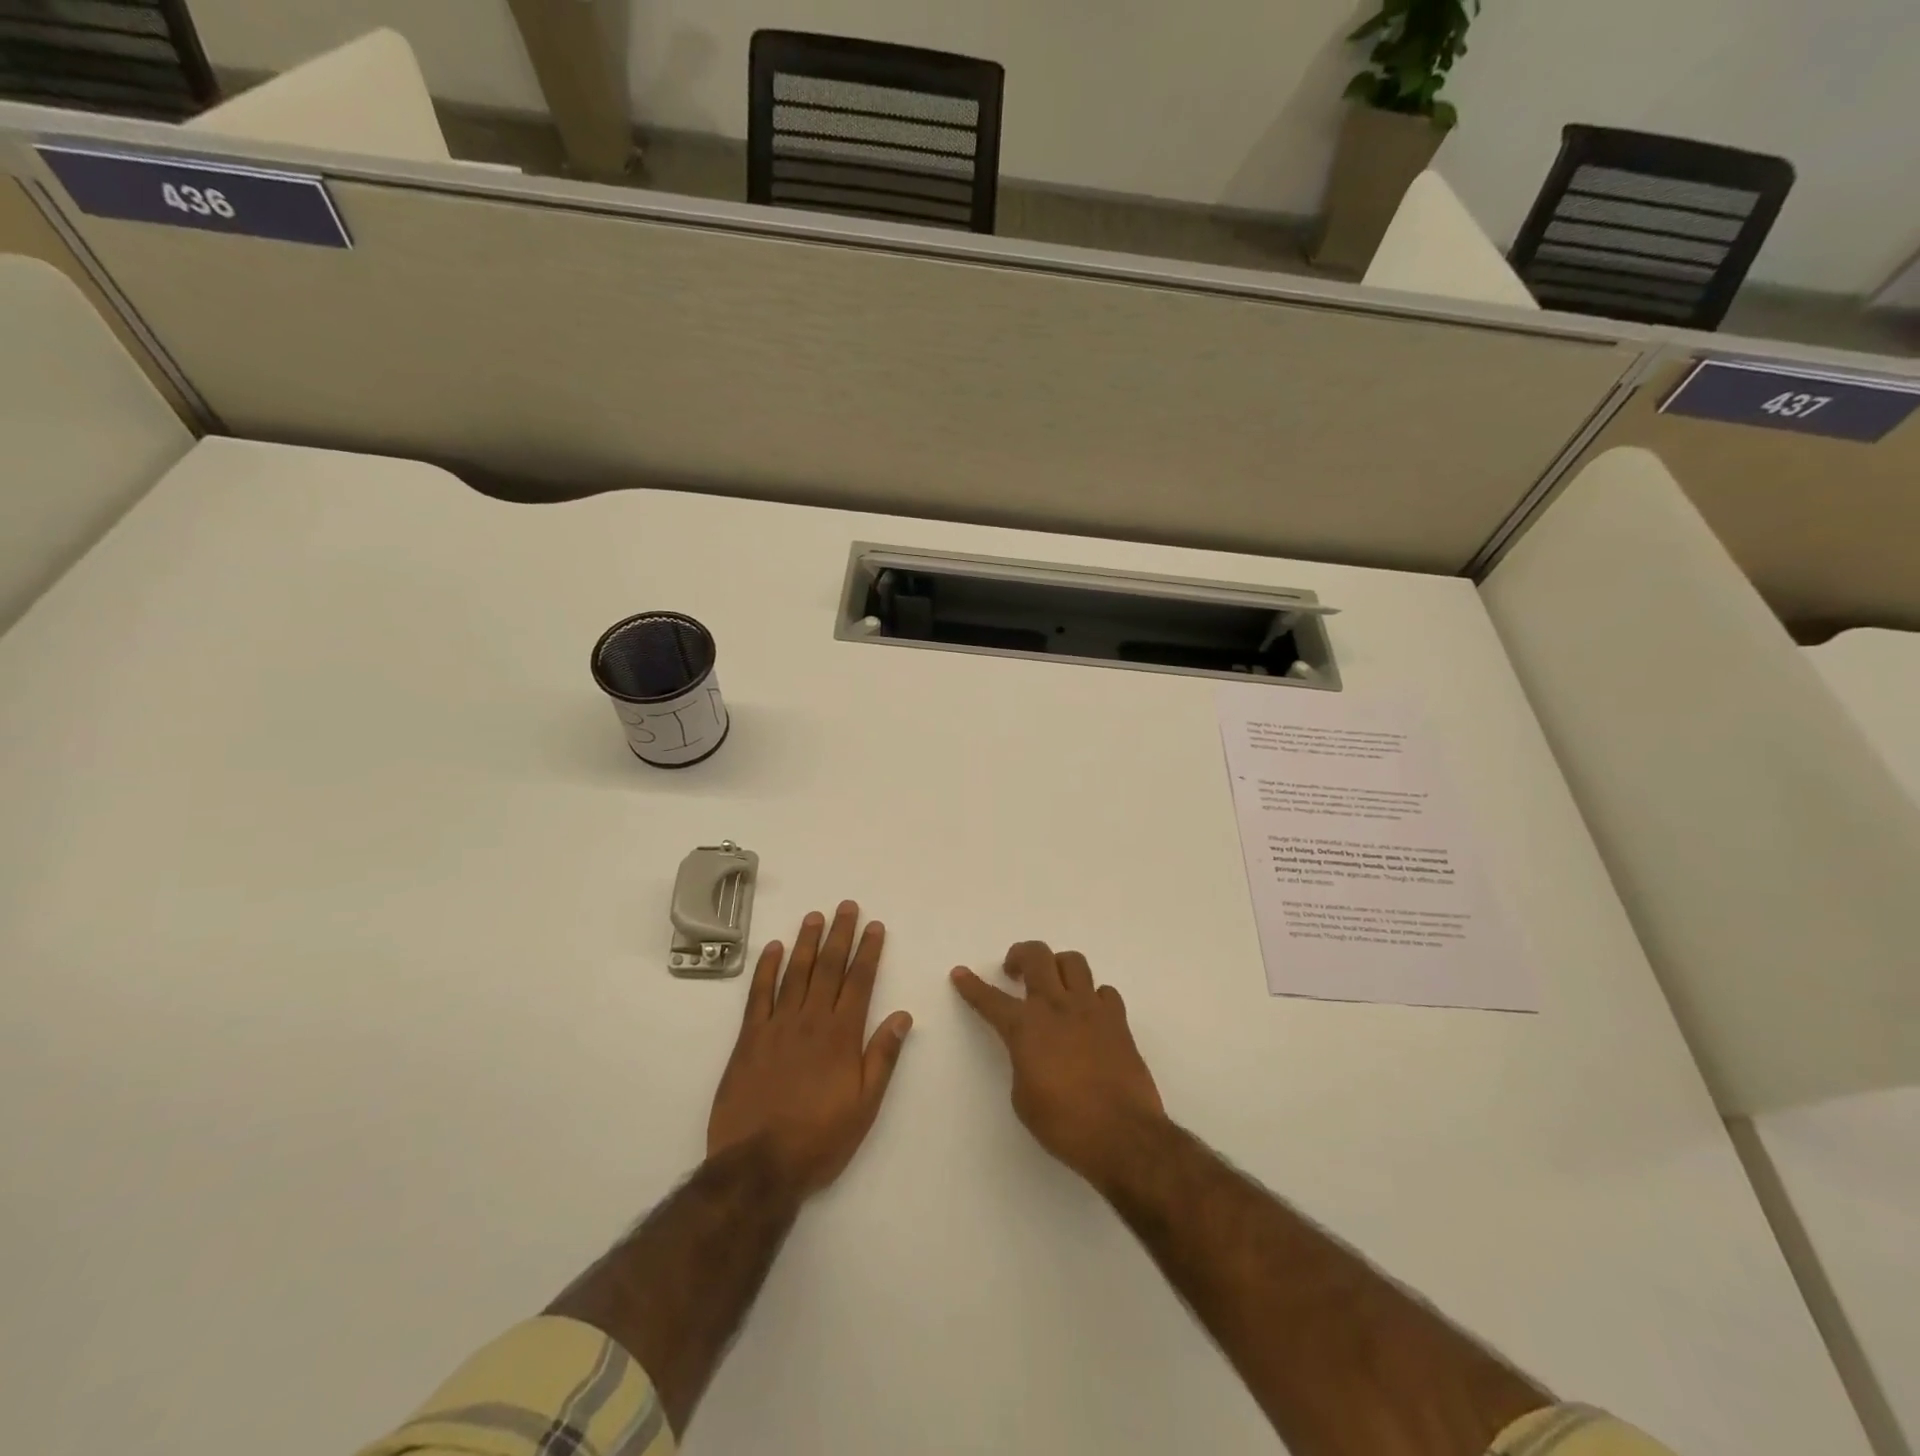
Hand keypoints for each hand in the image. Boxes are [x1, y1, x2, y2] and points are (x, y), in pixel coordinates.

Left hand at [708, 901, 912, 1197]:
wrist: (759, 1166)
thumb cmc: (819, 1139)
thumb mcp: (865, 1106)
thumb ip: (882, 1057)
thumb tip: (903, 1015)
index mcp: (842, 1035)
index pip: (860, 981)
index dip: (868, 951)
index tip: (874, 926)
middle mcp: (811, 1021)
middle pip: (829, 968)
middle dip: (840, 934)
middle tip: (846, 906)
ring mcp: (777, 1026)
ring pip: (795, 973)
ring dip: (806, 942)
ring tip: (814, 916)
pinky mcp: (749, 1039)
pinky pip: (758, 994)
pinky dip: (766, 969)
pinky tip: (773, 948)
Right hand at [951, 942, 1164, 1188]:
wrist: (1122, 1134)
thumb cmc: (1064, 1124)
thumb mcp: (1023, 1098)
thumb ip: (1022, 1062)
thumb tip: (1031, 1052)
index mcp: (1026, 1027)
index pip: (990, 999)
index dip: (971, 985)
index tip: (960, 973)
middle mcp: (1056, 1006)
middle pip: (1037, 956)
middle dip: (1020, 955)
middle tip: (1014, 971)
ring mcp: (1090, 1008)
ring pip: (1073, 961)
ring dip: (1058, 966)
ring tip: (1054, 984)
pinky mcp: (1118, 1020)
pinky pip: (1104, 991)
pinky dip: (1094, 997)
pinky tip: (1090, 1014)